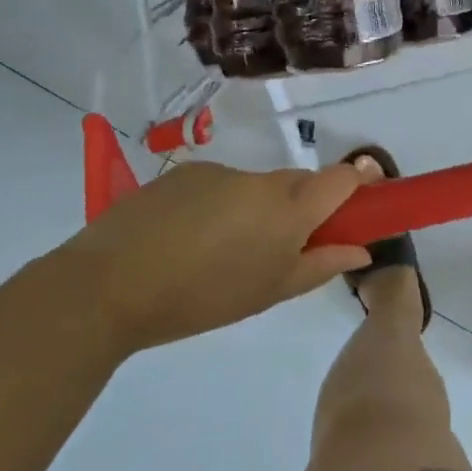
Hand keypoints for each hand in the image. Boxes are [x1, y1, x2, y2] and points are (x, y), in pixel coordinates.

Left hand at [54, 161, 368, 351]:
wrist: (110, 284)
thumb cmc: (203, 297)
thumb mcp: (270, 290)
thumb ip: (321, 264)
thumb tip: (361, 248)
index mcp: (288, 207)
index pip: (343, 178)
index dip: (359, 186)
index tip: (359, 207)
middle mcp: (260, 179)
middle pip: (298, 183)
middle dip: (300, 210)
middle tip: (280, 251)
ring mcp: (218, 173)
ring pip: (255, 189)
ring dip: (253, 213)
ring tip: (219, 255)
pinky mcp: (182, 174)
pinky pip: (218, 188)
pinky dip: (217, 209)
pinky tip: (186, 242)